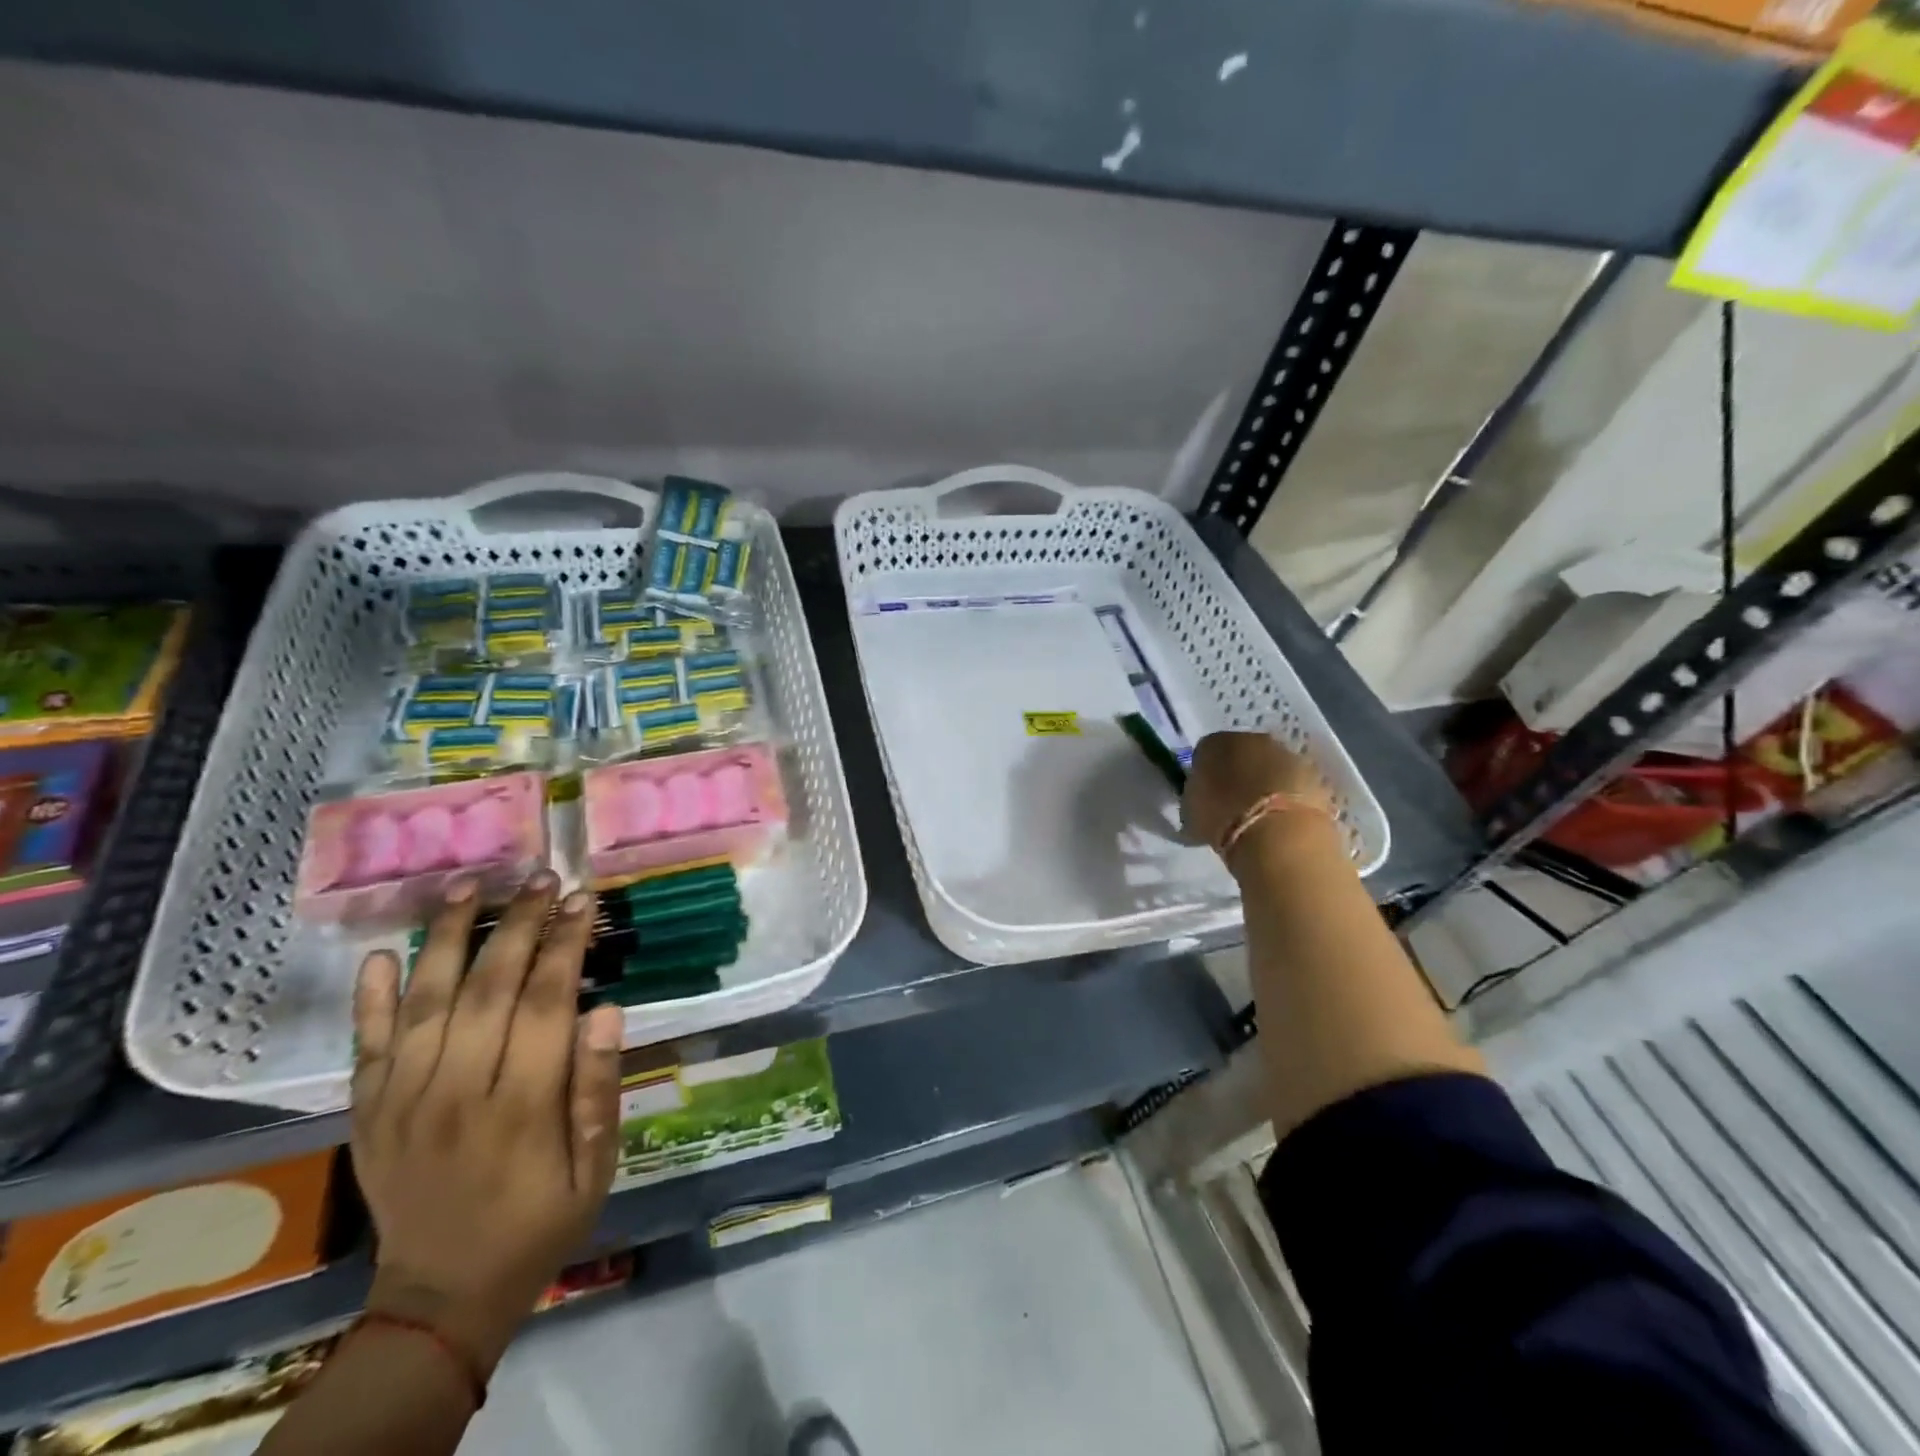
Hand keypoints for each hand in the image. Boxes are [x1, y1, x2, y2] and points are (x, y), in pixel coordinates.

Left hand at [349, 873, 624, 1374]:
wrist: (441, 1296)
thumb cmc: (540, 1221)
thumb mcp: (596, 1166)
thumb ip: (598, 1088)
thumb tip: (606, 1010)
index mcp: (521, 1104)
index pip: (547, 1001)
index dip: (567, 944)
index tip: (583, 899)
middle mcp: (457, 1090)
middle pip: (489, 987)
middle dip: (519, 924)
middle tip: (541, 876)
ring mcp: (404, 1099)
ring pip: (425, 1002)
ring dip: (447, 938)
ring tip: (470, 885)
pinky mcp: (369, 1112)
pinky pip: (367, 1046)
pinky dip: (371, 999)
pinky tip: (382, 953)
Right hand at [1182, 730, 1337, 864]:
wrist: (1277, 833)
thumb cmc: (1222, 817)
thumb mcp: (1191, 810)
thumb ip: (1196, 797)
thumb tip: (1201, 798)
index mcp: (1217, 742)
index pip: (1207, 751)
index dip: (1206, 773)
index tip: (1206, 795)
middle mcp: (1254, 739)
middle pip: (1243, 754)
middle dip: (1240, 774)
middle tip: (1234, 804)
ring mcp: (1290, 756)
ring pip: (1273, 768)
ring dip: (1268, 785)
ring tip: (1262, 817)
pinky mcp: (1317, 778)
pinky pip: (1295, 787)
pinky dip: (1290, 800)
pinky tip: (1283, 822)